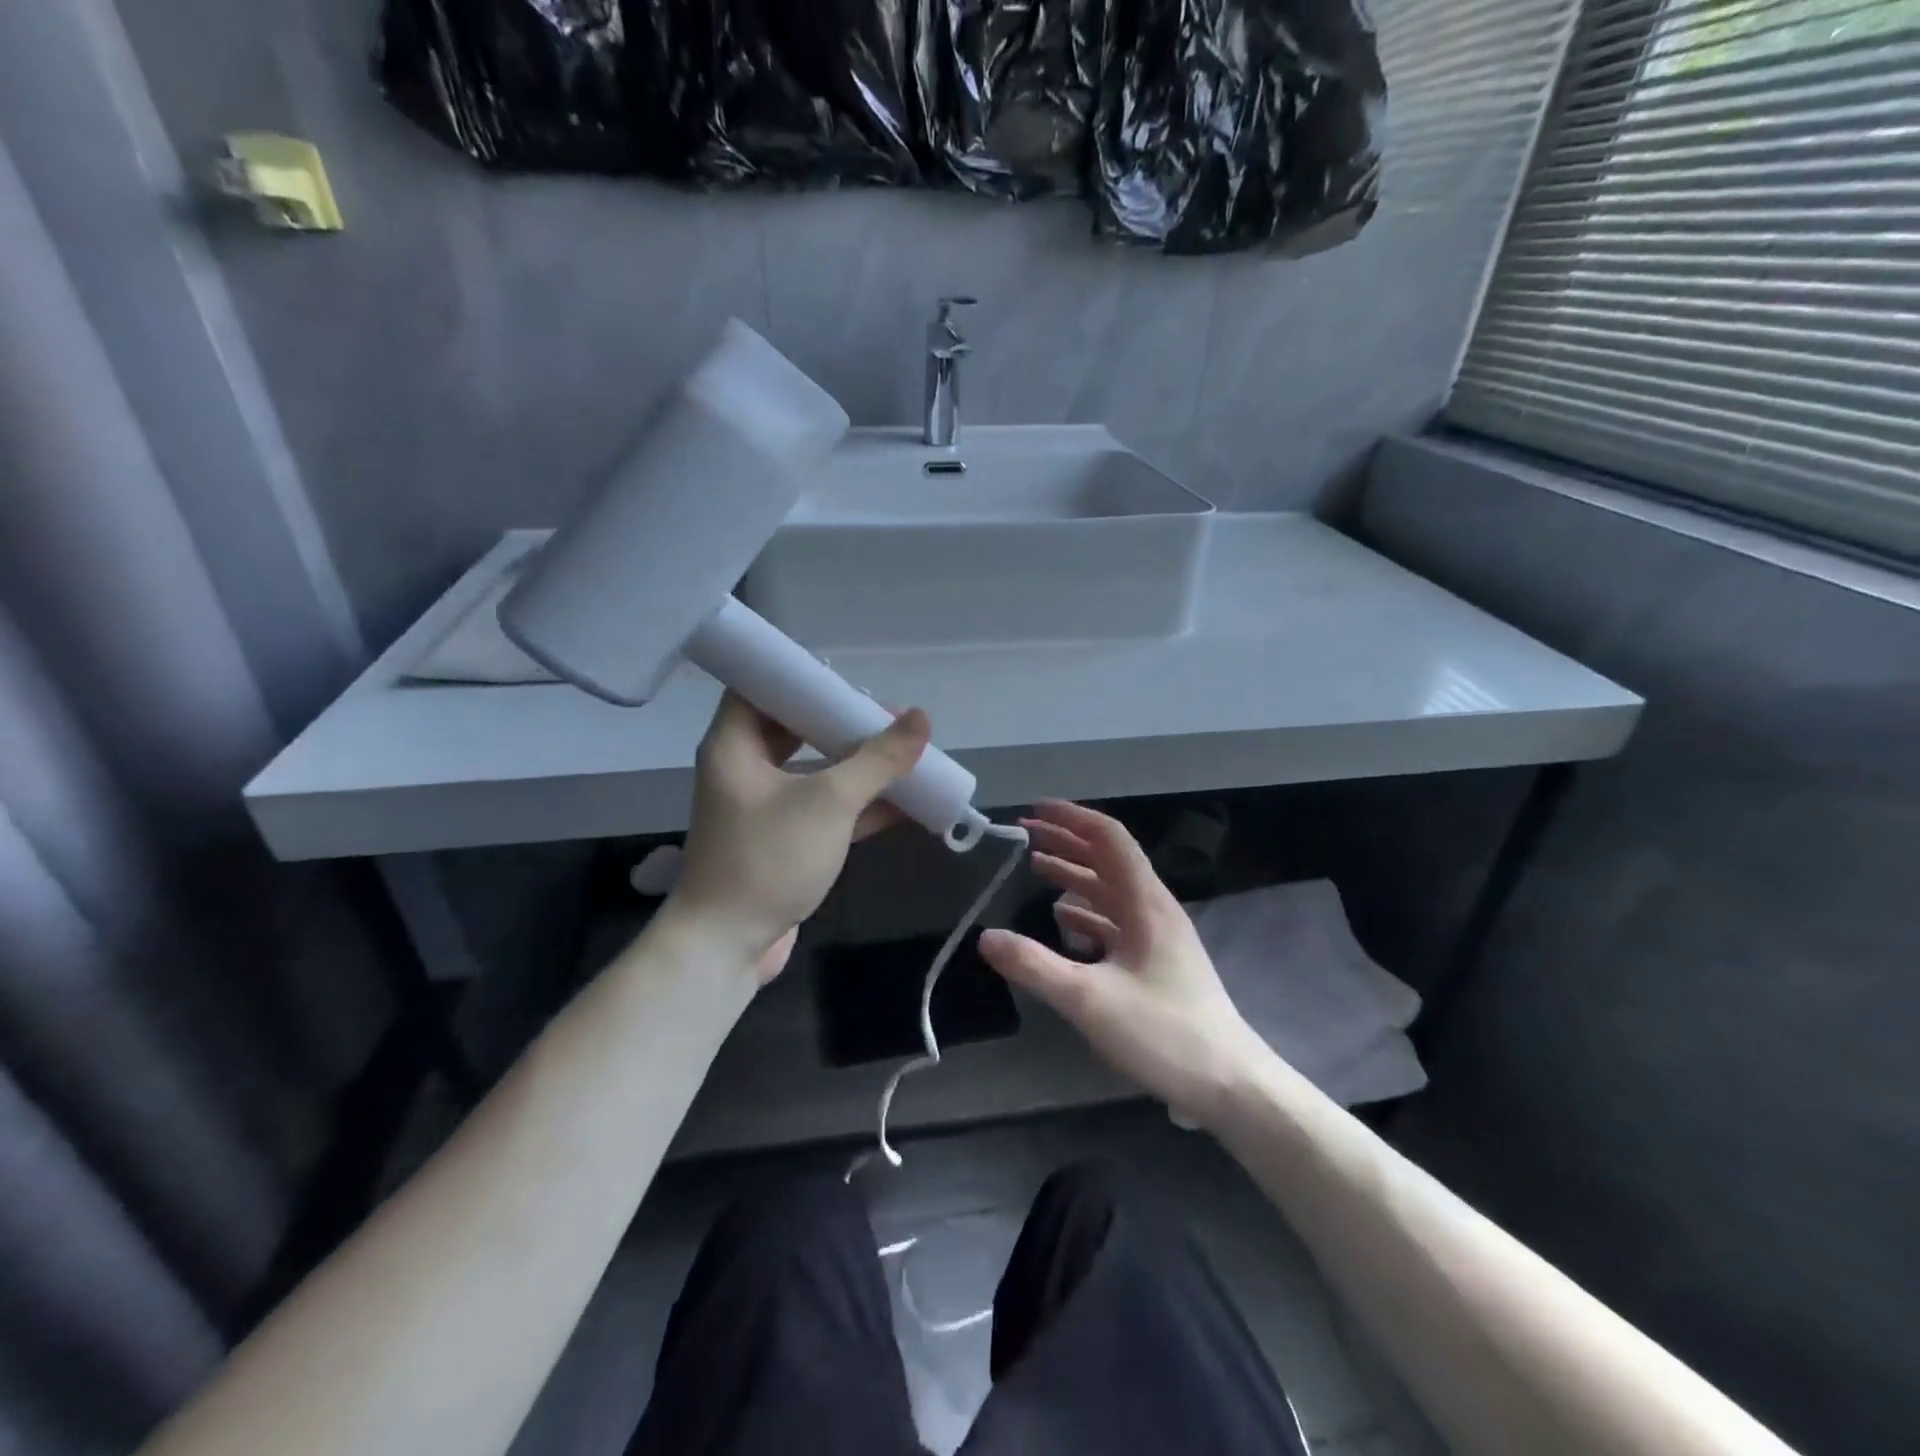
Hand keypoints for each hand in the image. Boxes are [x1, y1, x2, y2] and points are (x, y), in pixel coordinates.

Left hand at [669, 693, 930, 980]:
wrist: (727, 947)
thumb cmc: (768, 859)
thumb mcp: (828, 802)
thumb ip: (877, 760)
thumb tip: (921, 719)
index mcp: (735, 745)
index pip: (761, 687)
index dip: (802, 678)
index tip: (848, 679)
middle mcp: (745, 768)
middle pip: (796, 728)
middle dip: (844, 723)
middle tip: (888, 718)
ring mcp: (765, 807)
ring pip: (816, 770)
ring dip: (859, 765)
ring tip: (906, 754)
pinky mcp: (784, 840)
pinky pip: (825, 808)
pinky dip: (860, 804)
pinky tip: (907, 802)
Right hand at [978, 801, 1265, 1125]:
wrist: (1230, 1084)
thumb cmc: (1163, 1033)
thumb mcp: (1089, 1000)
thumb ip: (1034, 966)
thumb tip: (985, 937)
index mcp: (1145, 902)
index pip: (1109, 838)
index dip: (1071, 818)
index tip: (1034, 811)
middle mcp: (1153, 909)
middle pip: (1107, 859)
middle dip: (1066, 841)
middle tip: (1024, 835)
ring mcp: (1158, 936)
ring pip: (1110, 890)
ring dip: (1074, 875)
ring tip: (1036, 867)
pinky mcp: (1157, 962)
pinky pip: (1116, 921)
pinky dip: (1086, 911)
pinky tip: (1064, 920)